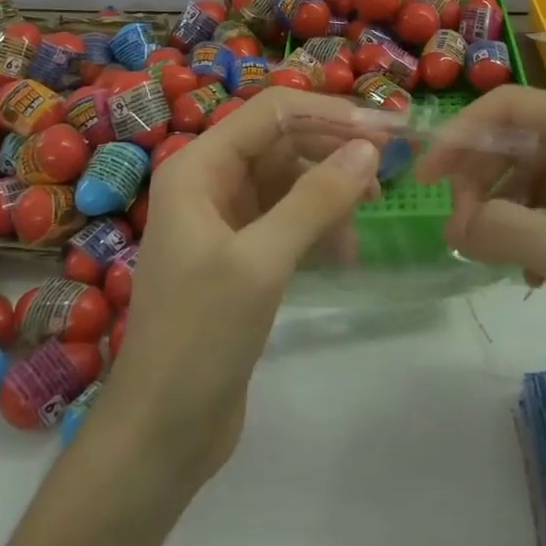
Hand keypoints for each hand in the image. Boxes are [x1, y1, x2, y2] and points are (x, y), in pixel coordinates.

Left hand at [101, 89, 380, 485]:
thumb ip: (315, 199)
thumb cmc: (200, 337)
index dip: (328, 114)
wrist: (161, 433)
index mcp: (197, 168)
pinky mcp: (240, 255)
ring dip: (328, 195)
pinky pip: (287, 218)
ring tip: (362, 225)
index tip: (384, 132)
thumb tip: (368, 147)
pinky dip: (317, 226)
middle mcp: (208, 182)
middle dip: (332, 153)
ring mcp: (224, 220)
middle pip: (281, 143)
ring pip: (288, 181)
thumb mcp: (261, 262)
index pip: (271, 113)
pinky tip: (342, 253)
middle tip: (385, 176)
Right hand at [417, 87, 545, 416]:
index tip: (426, 179)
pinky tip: (530, 276)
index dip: (462, 135)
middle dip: (482, 180)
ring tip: (487, 254)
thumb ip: (504, 229)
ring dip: (505, 212)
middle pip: (522, 142)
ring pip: (537, 180)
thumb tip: (455, 226)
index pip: (512, 107)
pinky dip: (533, 235)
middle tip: (458, 231)